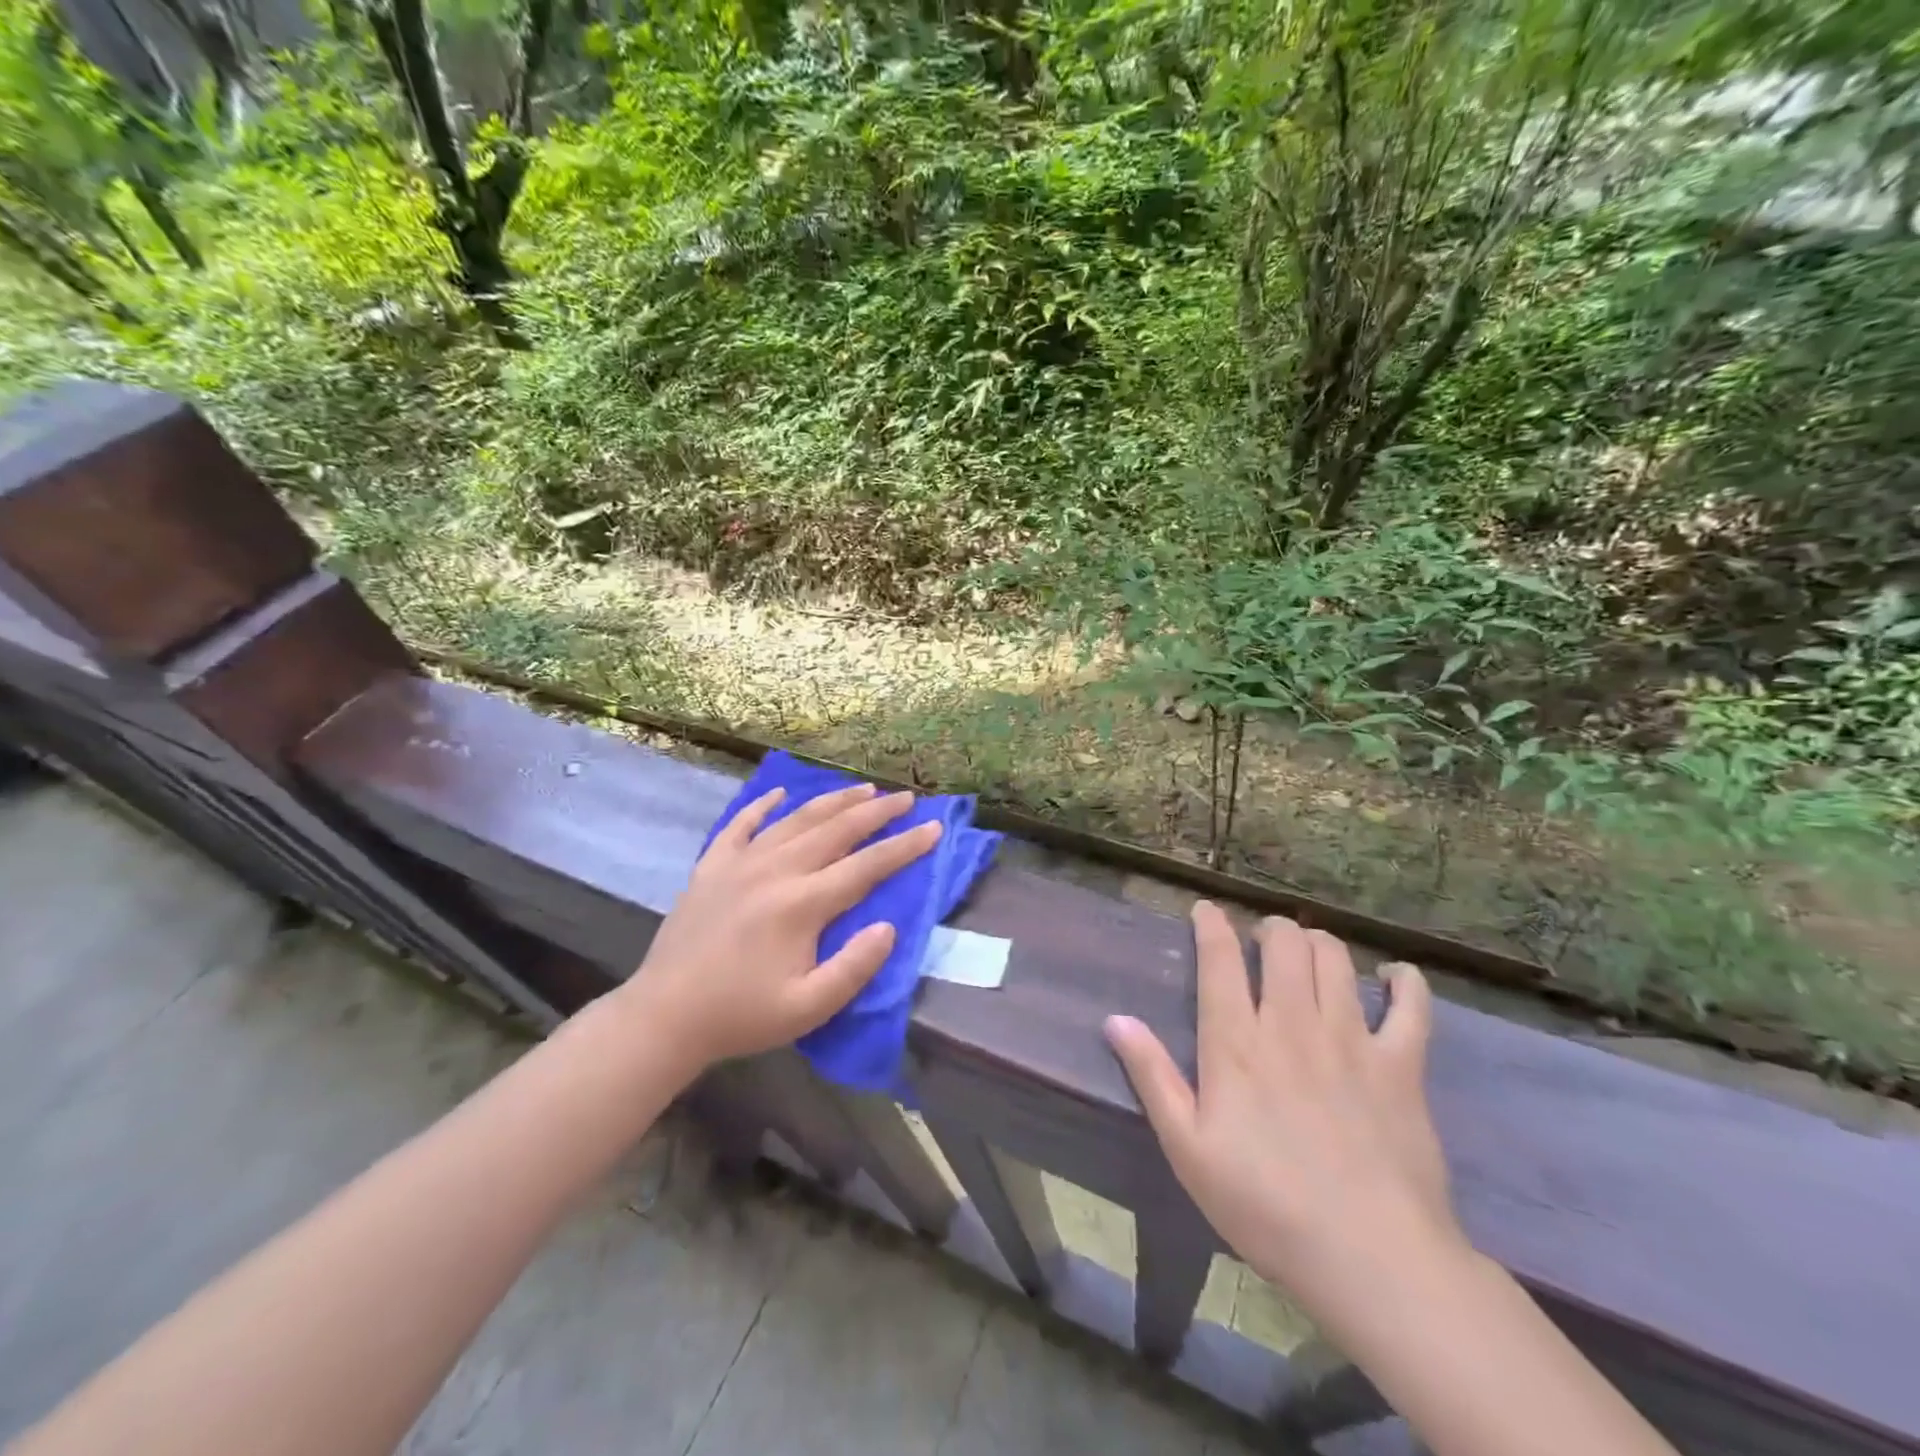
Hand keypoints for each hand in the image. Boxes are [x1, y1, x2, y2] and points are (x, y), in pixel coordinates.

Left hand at [613, 782, 941, 1074]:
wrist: (663, 1016)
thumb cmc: (741, 1015)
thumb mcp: (807, 1008)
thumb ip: (854, 967)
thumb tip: (888, 927)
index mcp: (802, 904)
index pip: (866, 866)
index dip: (904, 847)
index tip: (934, 828)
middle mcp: (775, 870)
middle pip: (835, 830)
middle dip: (876, 812)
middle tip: (906, 799)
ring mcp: (740, 863)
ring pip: (796, 819)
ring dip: (833, 801)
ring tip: (862, 789)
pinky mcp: (711, 867)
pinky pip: (741, 825)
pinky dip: (762, 806)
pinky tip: (779, 794)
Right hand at [1105, 905, 1462, 1338]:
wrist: (1372, 1260)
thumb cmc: (1265, 1205)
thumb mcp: (1188, 1148)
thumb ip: (1152, 1077)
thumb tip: (1115, 1020)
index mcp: (1237, 1042)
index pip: (1220, 958)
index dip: (1211, 924)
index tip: (1205, 911)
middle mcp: (1293, 1023)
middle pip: (1283, 942)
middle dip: (1269, 928)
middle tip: (1261, 941)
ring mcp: (1351, 1039)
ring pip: (1335, 958)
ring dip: (1317, 942)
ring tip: (1308, 954)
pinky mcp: (1402, 1065)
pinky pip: (1411, 1005)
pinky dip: (1403, 981)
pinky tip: (1392, 978)